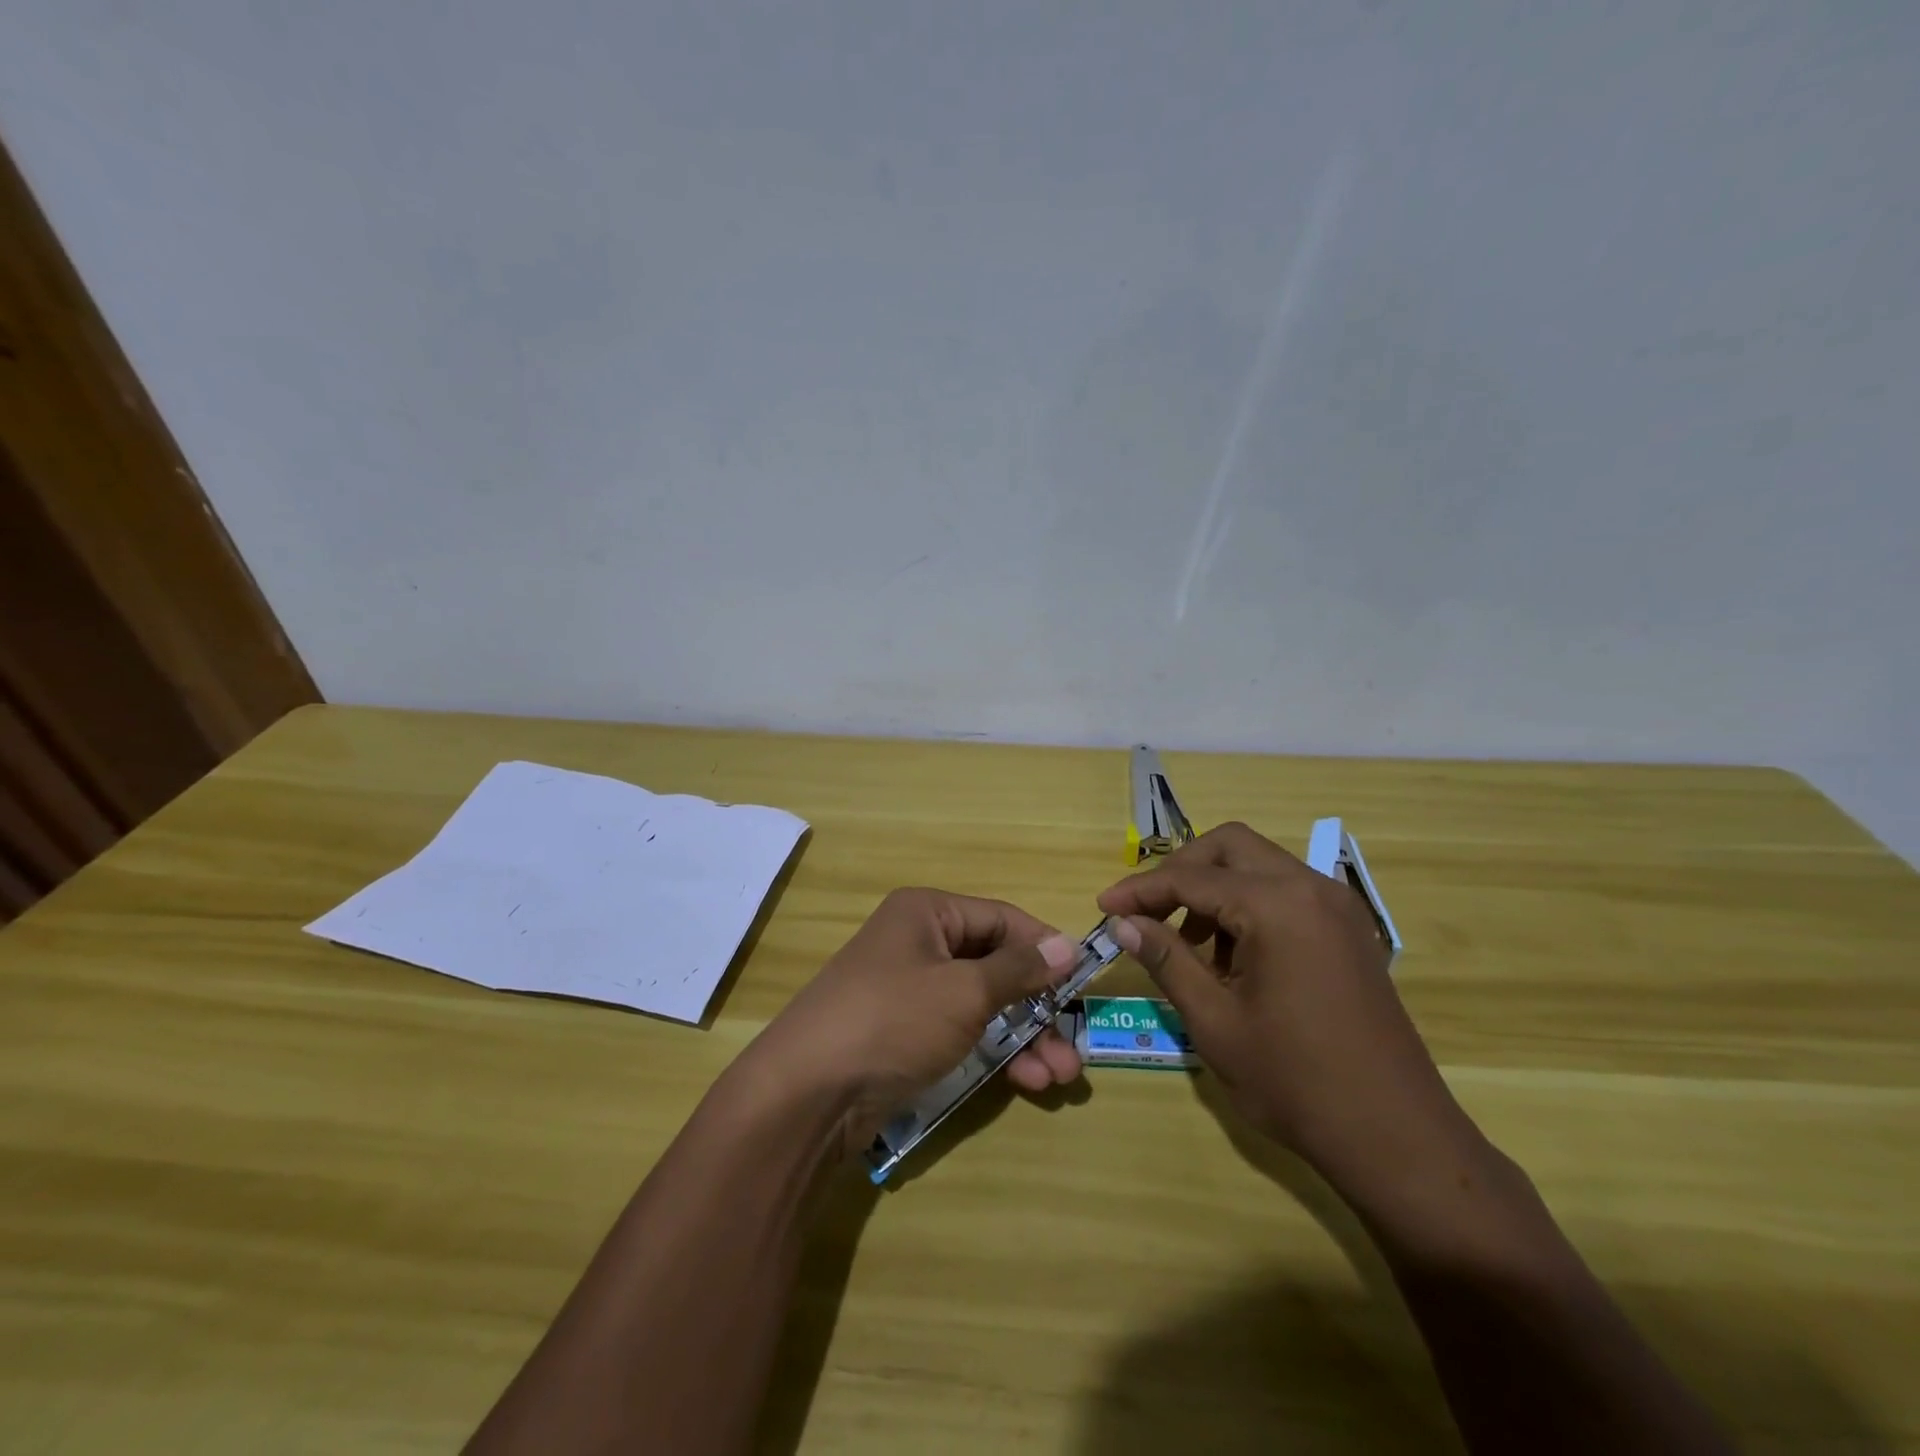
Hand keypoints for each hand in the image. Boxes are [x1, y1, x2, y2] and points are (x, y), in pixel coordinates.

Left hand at [743, 888, 1084, 1153]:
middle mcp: (918, 943)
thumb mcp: (964, 991)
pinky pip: (960, 1032)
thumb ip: (1018, 969)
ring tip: (1059, 1077)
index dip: (1043, 946)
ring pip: (981, 1005)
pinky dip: (993, 1053)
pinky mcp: (903, 1035)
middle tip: (1073, 1047)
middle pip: (994, 966)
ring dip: (1023, 1038)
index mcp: (927, 913)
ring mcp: (908, 991)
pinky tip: (1024, 1083)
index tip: (1083, 979)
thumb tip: (1067, 945)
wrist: (807, 1094)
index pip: (1000, 919)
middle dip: (1037, 1007)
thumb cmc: (893, 1020)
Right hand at [1098, 823, 1475, 1195]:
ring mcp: (1337, 907)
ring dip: (1214, 889)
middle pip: (1229, 847)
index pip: (1192, 878)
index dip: (1140, 889)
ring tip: (1186, 945)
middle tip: (1146, 912)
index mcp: (1277, 905)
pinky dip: (1247, 906)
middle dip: (1181, 872)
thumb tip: (1124, 923)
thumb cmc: (1295, 1081)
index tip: (1104, 908)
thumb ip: (1166, 959)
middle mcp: (1311, 888)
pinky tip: (1230, 958)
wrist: (1397, 1138)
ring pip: (1258, 866)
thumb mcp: (1214, 1021)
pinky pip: (1285, 893)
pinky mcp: (1348, 931)